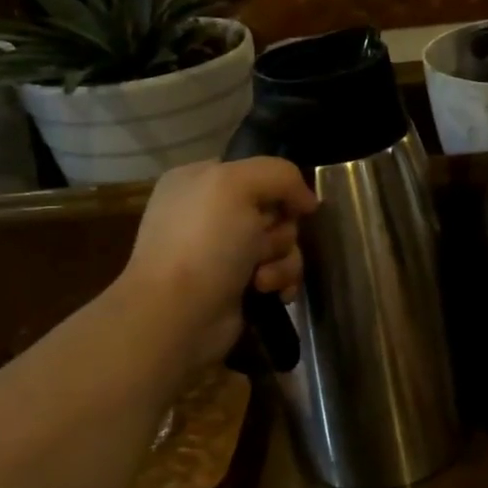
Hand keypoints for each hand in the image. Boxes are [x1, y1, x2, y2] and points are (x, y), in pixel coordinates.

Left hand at [114, 158, 316, 374]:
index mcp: (200, 180)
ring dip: (283, 261)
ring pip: (282, 244)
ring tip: (262, 278)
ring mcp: (223, 252)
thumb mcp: (237, 184)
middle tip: (262, 245)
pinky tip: (270, 293)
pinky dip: (280, 282)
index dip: (279, 188)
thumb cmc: (204, 243)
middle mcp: (210, 213)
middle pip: (275, 210)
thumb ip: (280, 174)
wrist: (179, 315)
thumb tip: (308, 201)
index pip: (257, 172)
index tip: (289, 206)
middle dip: (280, 230)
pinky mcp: (237, 286)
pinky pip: (278, 273)